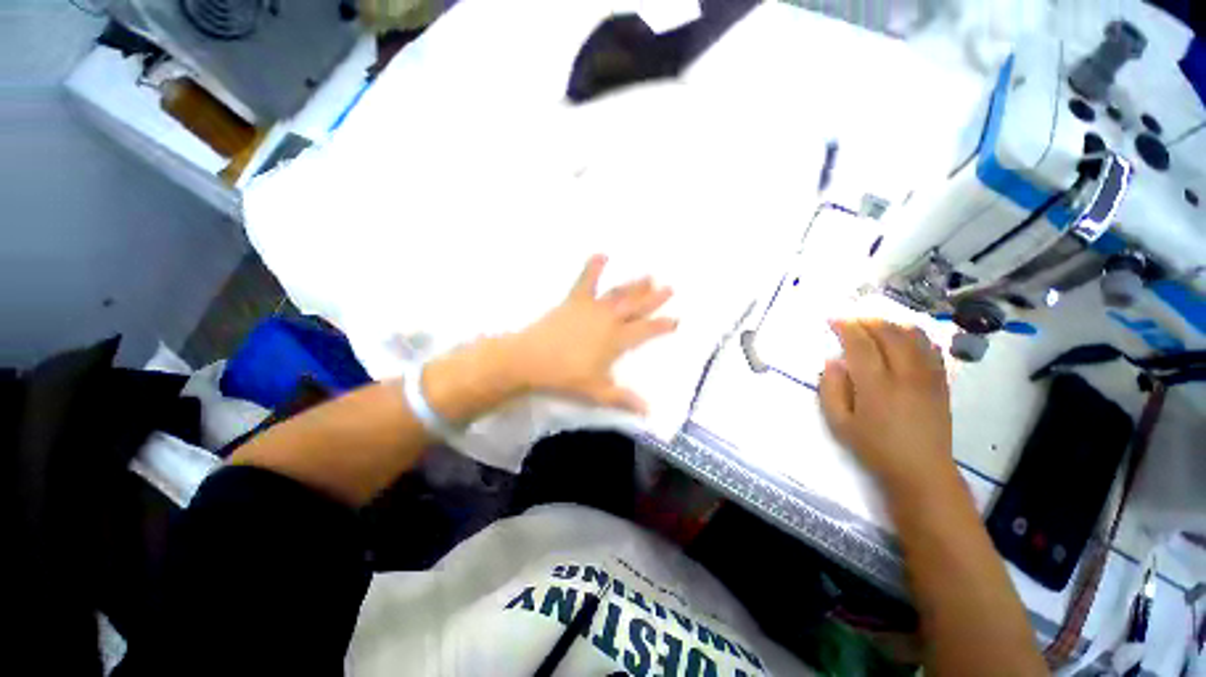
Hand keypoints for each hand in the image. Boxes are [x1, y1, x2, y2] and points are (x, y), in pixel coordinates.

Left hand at [511, 254, 677, 413]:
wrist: (532, 359)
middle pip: (637, 307)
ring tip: (649, 275)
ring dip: (635, 285)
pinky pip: (585, 281)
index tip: (676, 319)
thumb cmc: (566, 377)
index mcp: (617, 340)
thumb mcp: (597, 392)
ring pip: (619, 293)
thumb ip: (623, 399)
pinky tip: (602, 254)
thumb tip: (647, 413)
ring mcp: (592, 308)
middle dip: (654, 299)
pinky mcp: (574, 301)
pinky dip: (593, 267)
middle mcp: (609, 320)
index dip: (662, 325)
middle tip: (670, 288)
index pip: (646, 331)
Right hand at [817, 319, 954, 493]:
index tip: (833, 319)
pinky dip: (914, 336)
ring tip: (874, 325)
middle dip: (867, 321)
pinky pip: (930, 348)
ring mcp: (928, 377)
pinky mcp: (941, 382)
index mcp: (876, 386)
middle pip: (889, 333)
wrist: (922, 470)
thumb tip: (833, 361)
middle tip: (851, 320)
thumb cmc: (874, 448)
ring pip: (913, 336)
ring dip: (891, 324)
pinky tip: (903, 337)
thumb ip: (831, 389)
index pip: (861, 344)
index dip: (846, 327)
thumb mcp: (839, 423)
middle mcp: (905, 375)